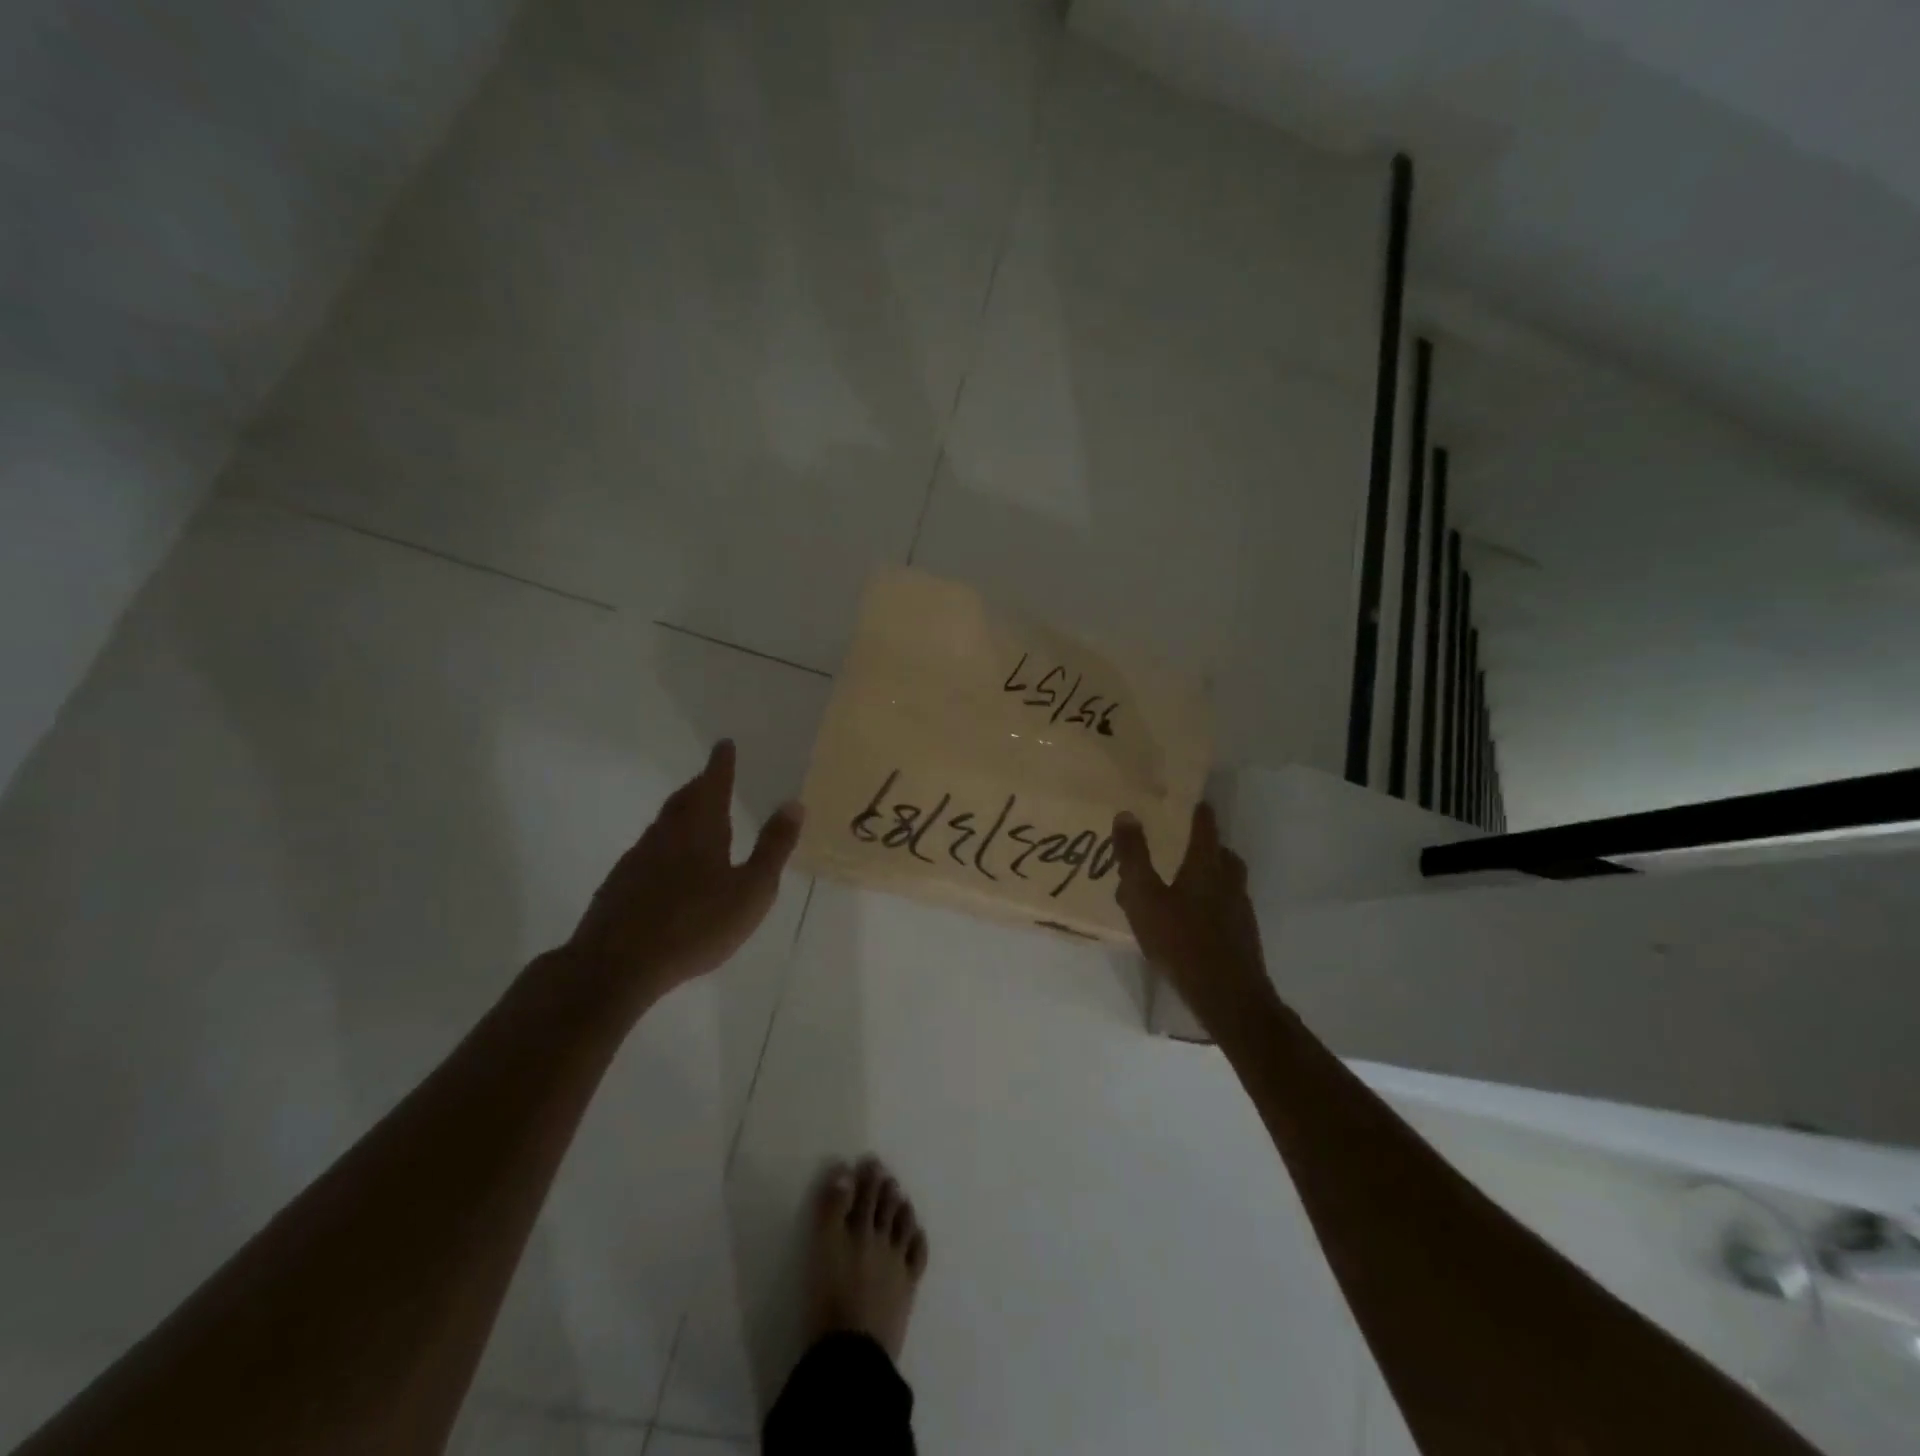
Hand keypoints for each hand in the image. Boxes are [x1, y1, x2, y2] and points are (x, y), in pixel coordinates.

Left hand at [567, 740, 803, 998]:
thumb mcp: (751, 890)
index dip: (721, 764)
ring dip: (682, 812)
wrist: (616, 965)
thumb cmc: (695, 925)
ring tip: (697, 815)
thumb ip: (773, 847)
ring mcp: (638, 858)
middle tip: (712, 776)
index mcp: (700, 828)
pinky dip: (666, 843)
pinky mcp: (620, 884)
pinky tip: (670, 864)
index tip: (724, 744)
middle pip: (685, 800)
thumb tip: (794, 803)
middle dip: (701, 785)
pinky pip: (649, 850)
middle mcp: (666, 834)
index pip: (713, 784)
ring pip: (664, 824)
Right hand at [1111, 804, 1277, 1031]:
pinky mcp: (1243, 934)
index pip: (1206, 827)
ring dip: (1212, 874)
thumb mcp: (1144, 897)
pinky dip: (1213, 902)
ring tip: (1186, 883)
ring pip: (1228, 881)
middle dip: (1208, 845)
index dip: (1199, 813)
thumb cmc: (1180, 940)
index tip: (1194, 802)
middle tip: (1187, 844)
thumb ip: (1134, 857)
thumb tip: (1127, 814)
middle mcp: (1229, 880)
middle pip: (1223, 854)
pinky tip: (1195, 919)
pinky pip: (1228, 906)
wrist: (1228, 996)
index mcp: (1206, 866)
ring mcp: (1240, 909)